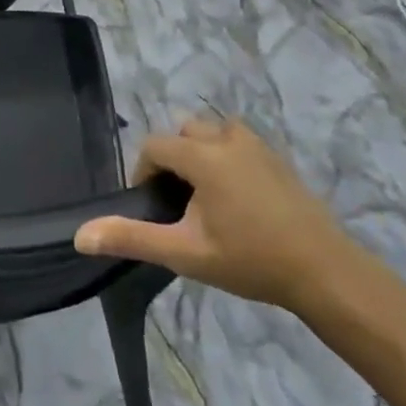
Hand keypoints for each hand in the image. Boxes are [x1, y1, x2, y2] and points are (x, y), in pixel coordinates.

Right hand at [74, 118, 357, 311]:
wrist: (325, 271)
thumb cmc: (250, 260)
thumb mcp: (185, 253)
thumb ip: (132, 238)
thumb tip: (80, 235)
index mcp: (202, 155)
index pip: (155, 146)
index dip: (144, 173)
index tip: (152, 209)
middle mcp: (227, 138)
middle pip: (183, 134)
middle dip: (173, 162)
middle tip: (179, 206)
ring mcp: (256, 144)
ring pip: (212, 135)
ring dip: (200, 157)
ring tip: (206, 201)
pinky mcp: (276, 157)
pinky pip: (237, 143)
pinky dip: (226, 159)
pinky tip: (238, 201)